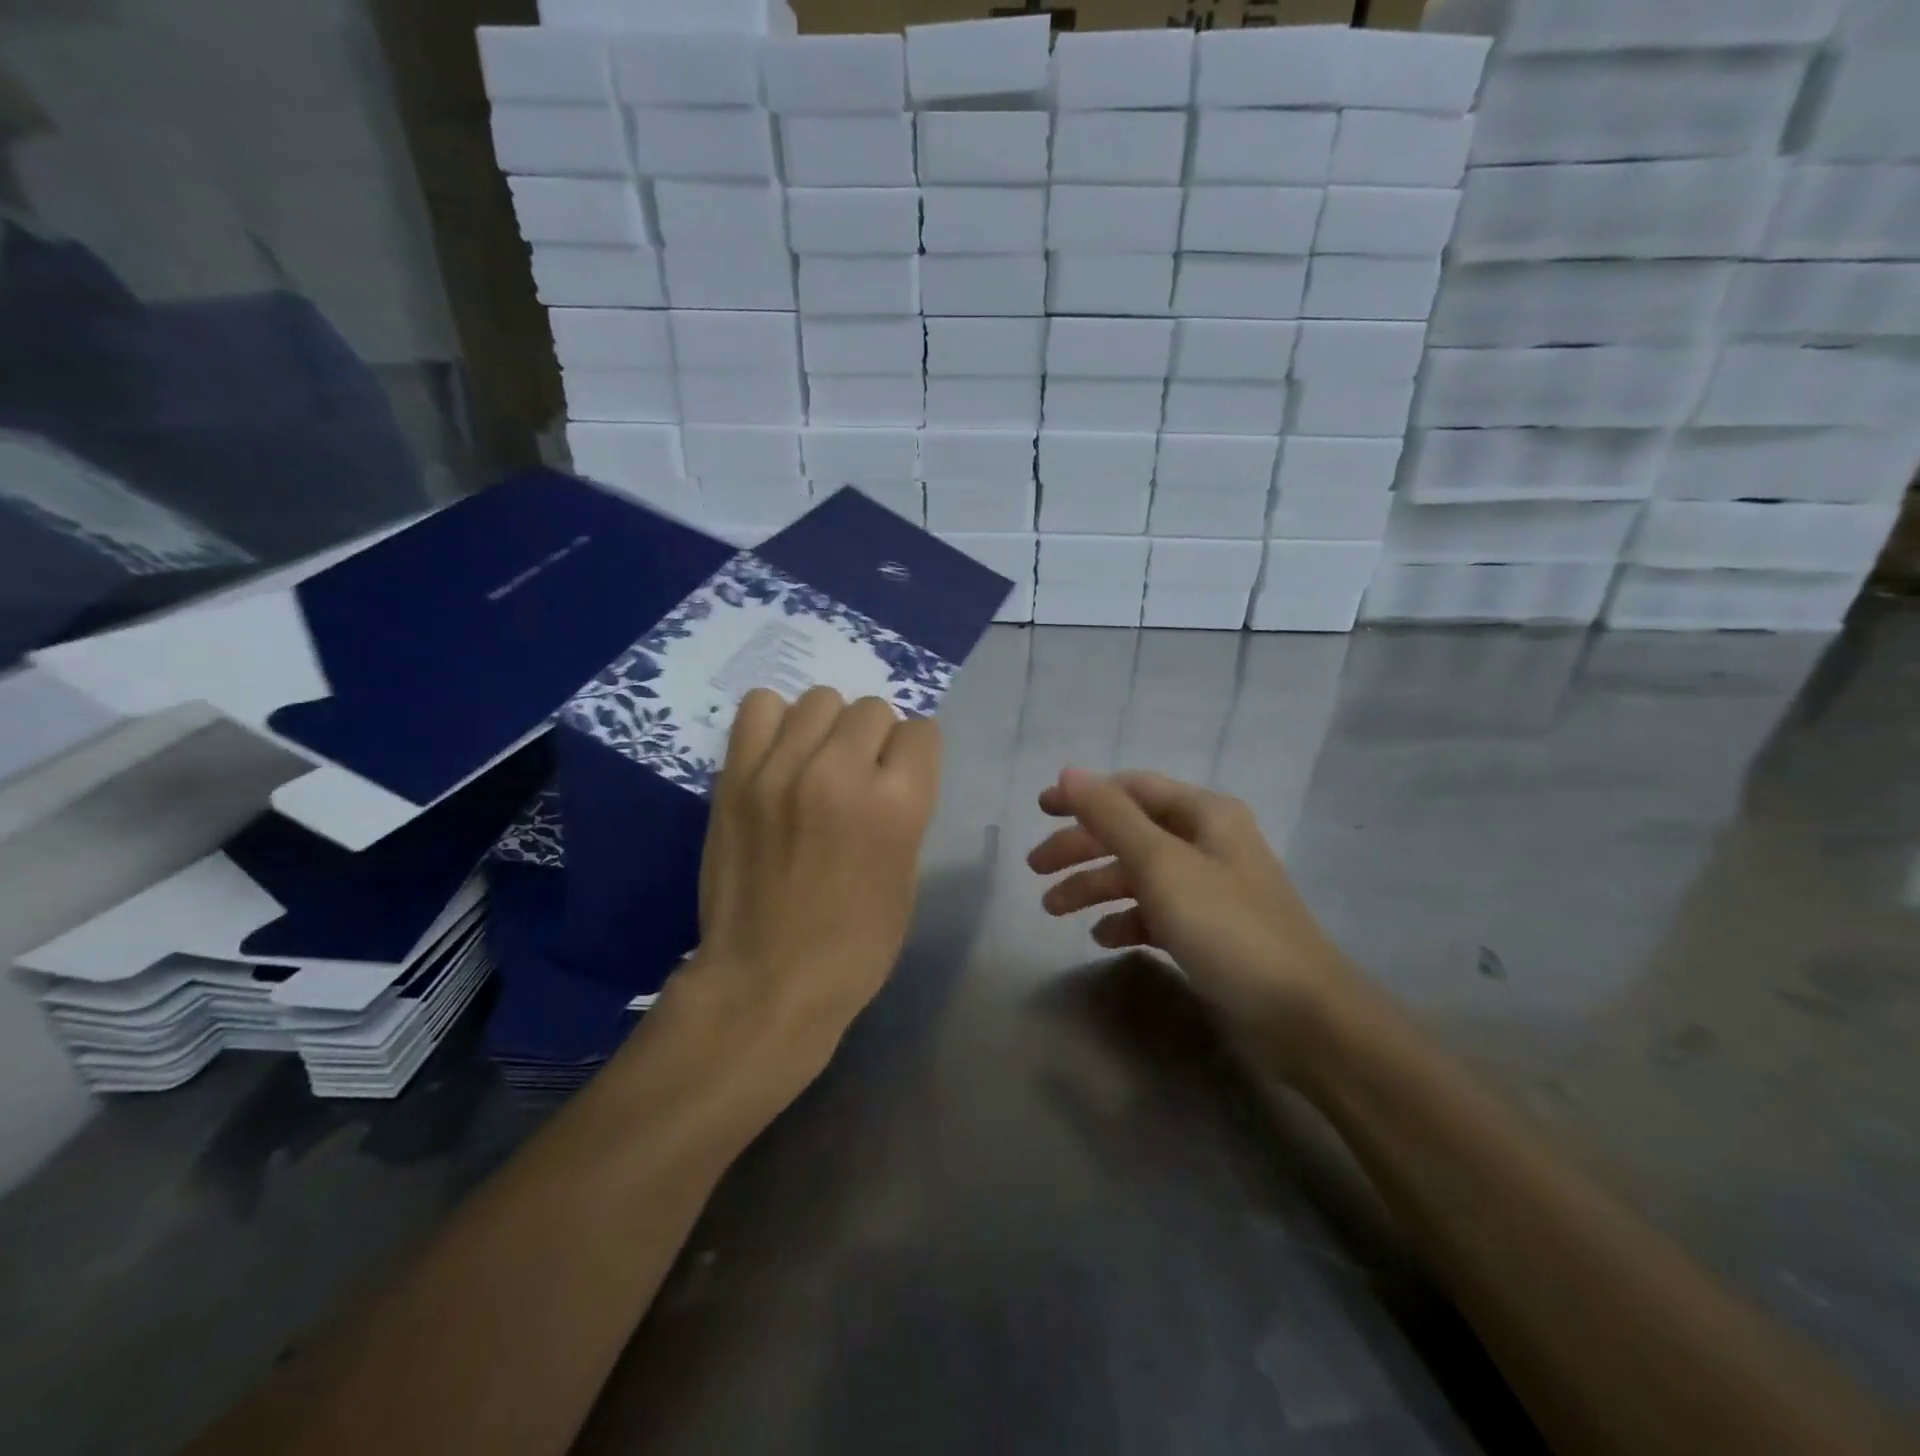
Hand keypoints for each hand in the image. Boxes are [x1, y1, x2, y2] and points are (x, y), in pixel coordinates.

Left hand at [674, 687, 942, 1081]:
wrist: (765, 982)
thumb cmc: (854, 946)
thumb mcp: (906, 875)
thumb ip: (904, 809)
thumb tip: (889, 770)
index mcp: (897, 804)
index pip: (921, 732)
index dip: (914, 757)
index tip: (900, 780)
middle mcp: (841, 772)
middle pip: (872, 709)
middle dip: (874, 741)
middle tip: (857, 778)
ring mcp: (781, 769)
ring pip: (820, 700)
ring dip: (828, 728)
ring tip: (816, 764)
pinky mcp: (736, 776)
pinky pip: (761, 707)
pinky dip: (776, 723)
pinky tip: (779, 757)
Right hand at [1028, 768, 1358, 1054]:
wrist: (1303, 1018)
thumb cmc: (1227, 927)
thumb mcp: (1162, 864)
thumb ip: (1111, 816)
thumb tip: (1068, 772)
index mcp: (1205, 814)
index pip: (1132, 789)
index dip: (1084, 796)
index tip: (1040, 810)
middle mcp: (1208, 843)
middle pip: (1130, 833)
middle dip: (1081, 847)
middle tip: (1035, 870)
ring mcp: (1210, 889)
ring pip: (1139, 875)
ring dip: (1095, 886)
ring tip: (1052, 910)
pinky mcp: (1210, 932)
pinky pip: (1156, 913)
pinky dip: (1126, 920)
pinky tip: (1102, 938)